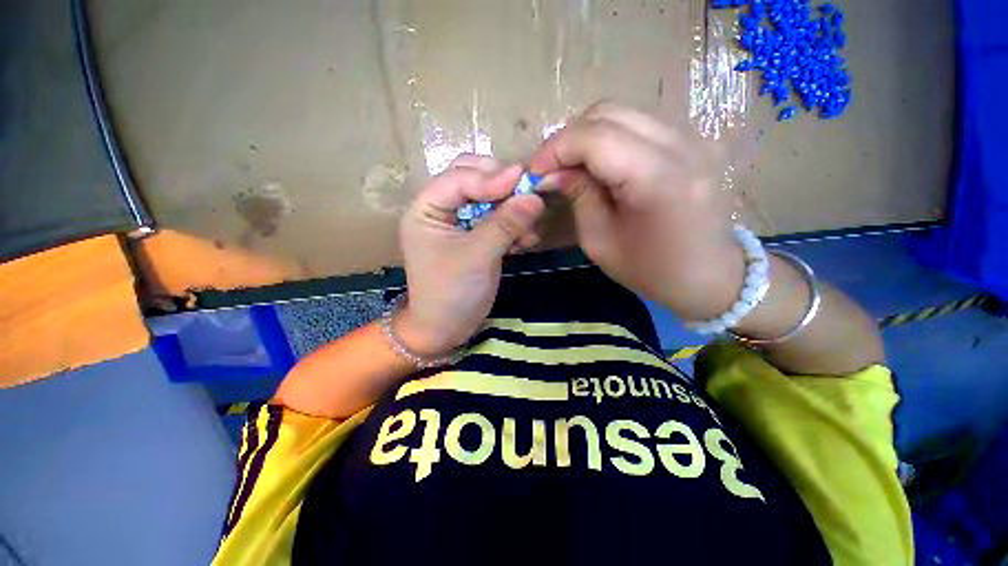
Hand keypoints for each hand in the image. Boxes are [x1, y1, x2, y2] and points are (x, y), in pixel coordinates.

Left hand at [396, 155, 544, 356]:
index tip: (523, 177)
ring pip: (488, 199)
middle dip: (501, 187)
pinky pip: (496, 220)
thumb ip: (505, 224)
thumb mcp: (478, 256)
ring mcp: (460, 223)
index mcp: (427, 209)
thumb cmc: (452, 293)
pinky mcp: (475, 237)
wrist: (447, 329)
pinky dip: (512, 226)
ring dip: (511, 209)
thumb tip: (534, 197)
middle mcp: (441, 210)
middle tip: (526, 196)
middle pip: (473, 180)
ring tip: (528, 230)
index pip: (459, 178)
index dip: (491, 176)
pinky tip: (525, 242)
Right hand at [529, 101, 743, 321]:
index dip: (555, 149)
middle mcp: (681, 145)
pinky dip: (610, 137)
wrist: (711, 276)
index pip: (594, 137)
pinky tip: (600, 163)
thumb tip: (552, 172)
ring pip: (623, 113)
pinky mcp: (694, 140)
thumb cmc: (651, 270)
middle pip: (608, 113)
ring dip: (587, 135)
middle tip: (550, 168)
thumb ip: (578, 196)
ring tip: (571, 165)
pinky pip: (640, 124)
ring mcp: (693, 137)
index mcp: (657, 179)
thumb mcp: (600, 242)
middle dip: (568, 138)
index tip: (534, 173)